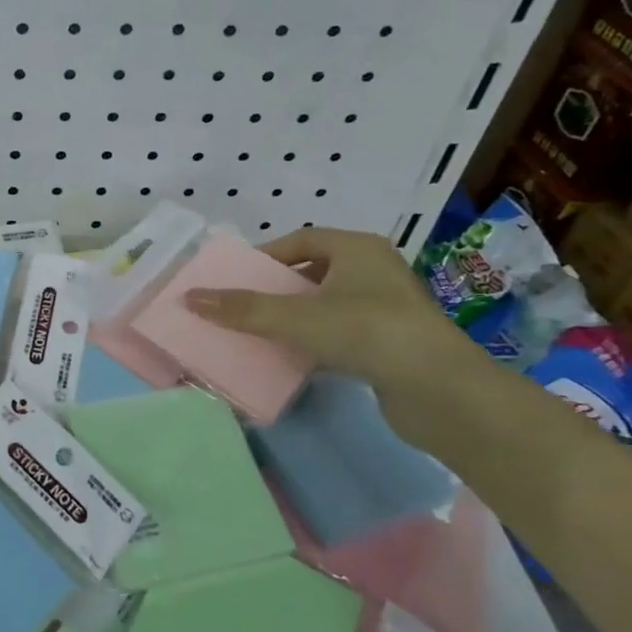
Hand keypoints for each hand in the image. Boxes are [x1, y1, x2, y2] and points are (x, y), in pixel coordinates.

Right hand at [183, 226, 469, 387]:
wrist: (443, 392)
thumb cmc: (368, 334)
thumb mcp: (297, 317)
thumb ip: (243, 308)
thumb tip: (189, 298)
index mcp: (358, 249)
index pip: (302, 239)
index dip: (266, 256)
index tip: (236, 278)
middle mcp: (375, 271)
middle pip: (312, 271)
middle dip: (276, 288)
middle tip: (242, 305)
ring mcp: (386, 308)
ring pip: (325, 304)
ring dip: (293, 316)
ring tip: (259, 332)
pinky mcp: (390, 343)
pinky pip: (340, 332)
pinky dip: (314, 340)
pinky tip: (293, 357)